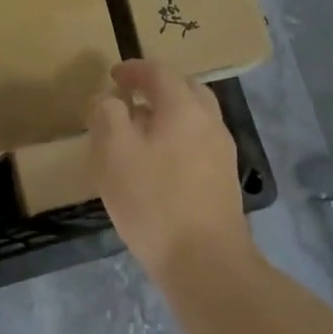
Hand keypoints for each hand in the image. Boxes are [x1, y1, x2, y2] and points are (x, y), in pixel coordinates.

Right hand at [87, 59, 250, 282]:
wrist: (207, 264)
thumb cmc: (154, 201)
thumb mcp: (114, 152)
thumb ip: (107, 114)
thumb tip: (108, 99)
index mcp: (184, 106)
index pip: (158, 71)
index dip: (133, 69)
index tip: (112, 77)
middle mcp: (209, 120)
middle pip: (184, 88)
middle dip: (156, 87)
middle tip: (129, 98)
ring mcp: (222, 151)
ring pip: (195, 116)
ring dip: (168, 113)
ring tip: (141, 131)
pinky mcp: (225, 180)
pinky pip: (199, 141)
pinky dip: (179, 137)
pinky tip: (159, 162)